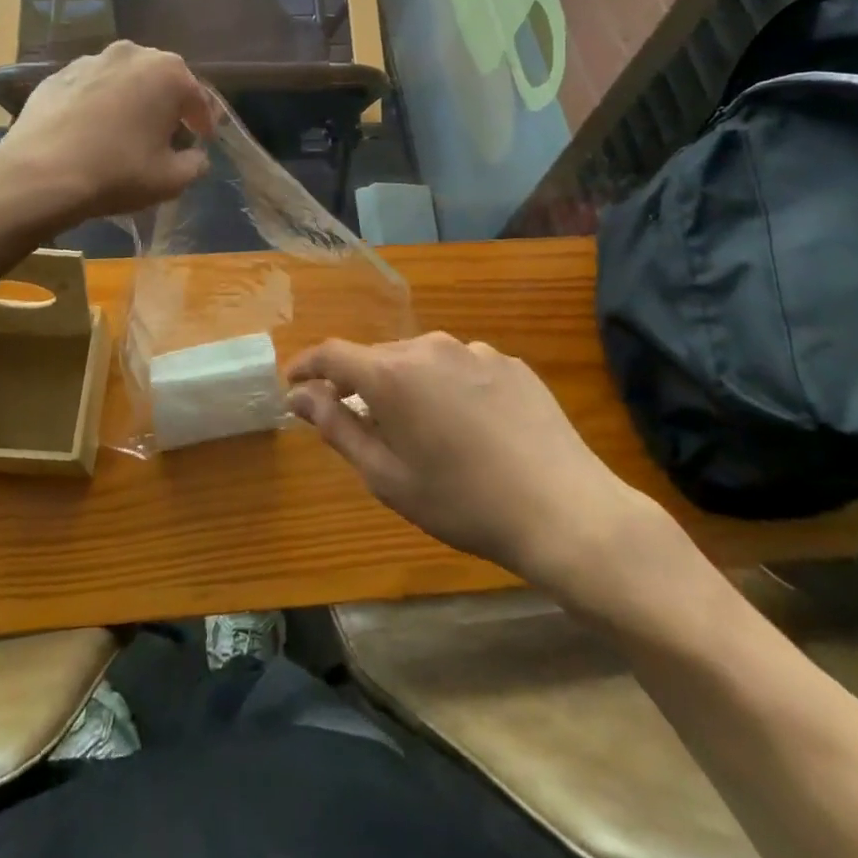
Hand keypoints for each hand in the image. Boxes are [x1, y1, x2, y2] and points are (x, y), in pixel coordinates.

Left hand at [2, 40, 213, 222]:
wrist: (41, 174)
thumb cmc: (118, 172)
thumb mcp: (172, 179)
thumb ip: (195, 163)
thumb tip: (195, 155)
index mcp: (168, 73)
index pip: (198, 98)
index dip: (204, 122)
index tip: (203, 140)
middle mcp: (132, 54)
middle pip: (161, 81)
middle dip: (169, 105)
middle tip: (168, 133)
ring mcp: (91, 60)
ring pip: (125, 80)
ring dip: (133, 100)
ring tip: (128, 130)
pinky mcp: (58, 75)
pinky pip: (92, 88)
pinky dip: (100, 103)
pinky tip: (93, 130)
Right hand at [287, 334, 690, 626]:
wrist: (564, 510)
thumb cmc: (462, 502)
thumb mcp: (387, 476)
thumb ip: (337, 427)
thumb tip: (300, 395)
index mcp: (391, 374)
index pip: (332, 354)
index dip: (307, 365)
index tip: (294, 383)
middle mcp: (428, 348)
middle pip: (377, 356)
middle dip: (358, 383)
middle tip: (358, 422)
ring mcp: (474, 350)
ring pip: (421, 360)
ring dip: (406, 386)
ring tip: (420, 430)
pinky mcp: (509, 363)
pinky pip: (461, 367)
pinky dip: (448, 388)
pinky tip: (469, 427)